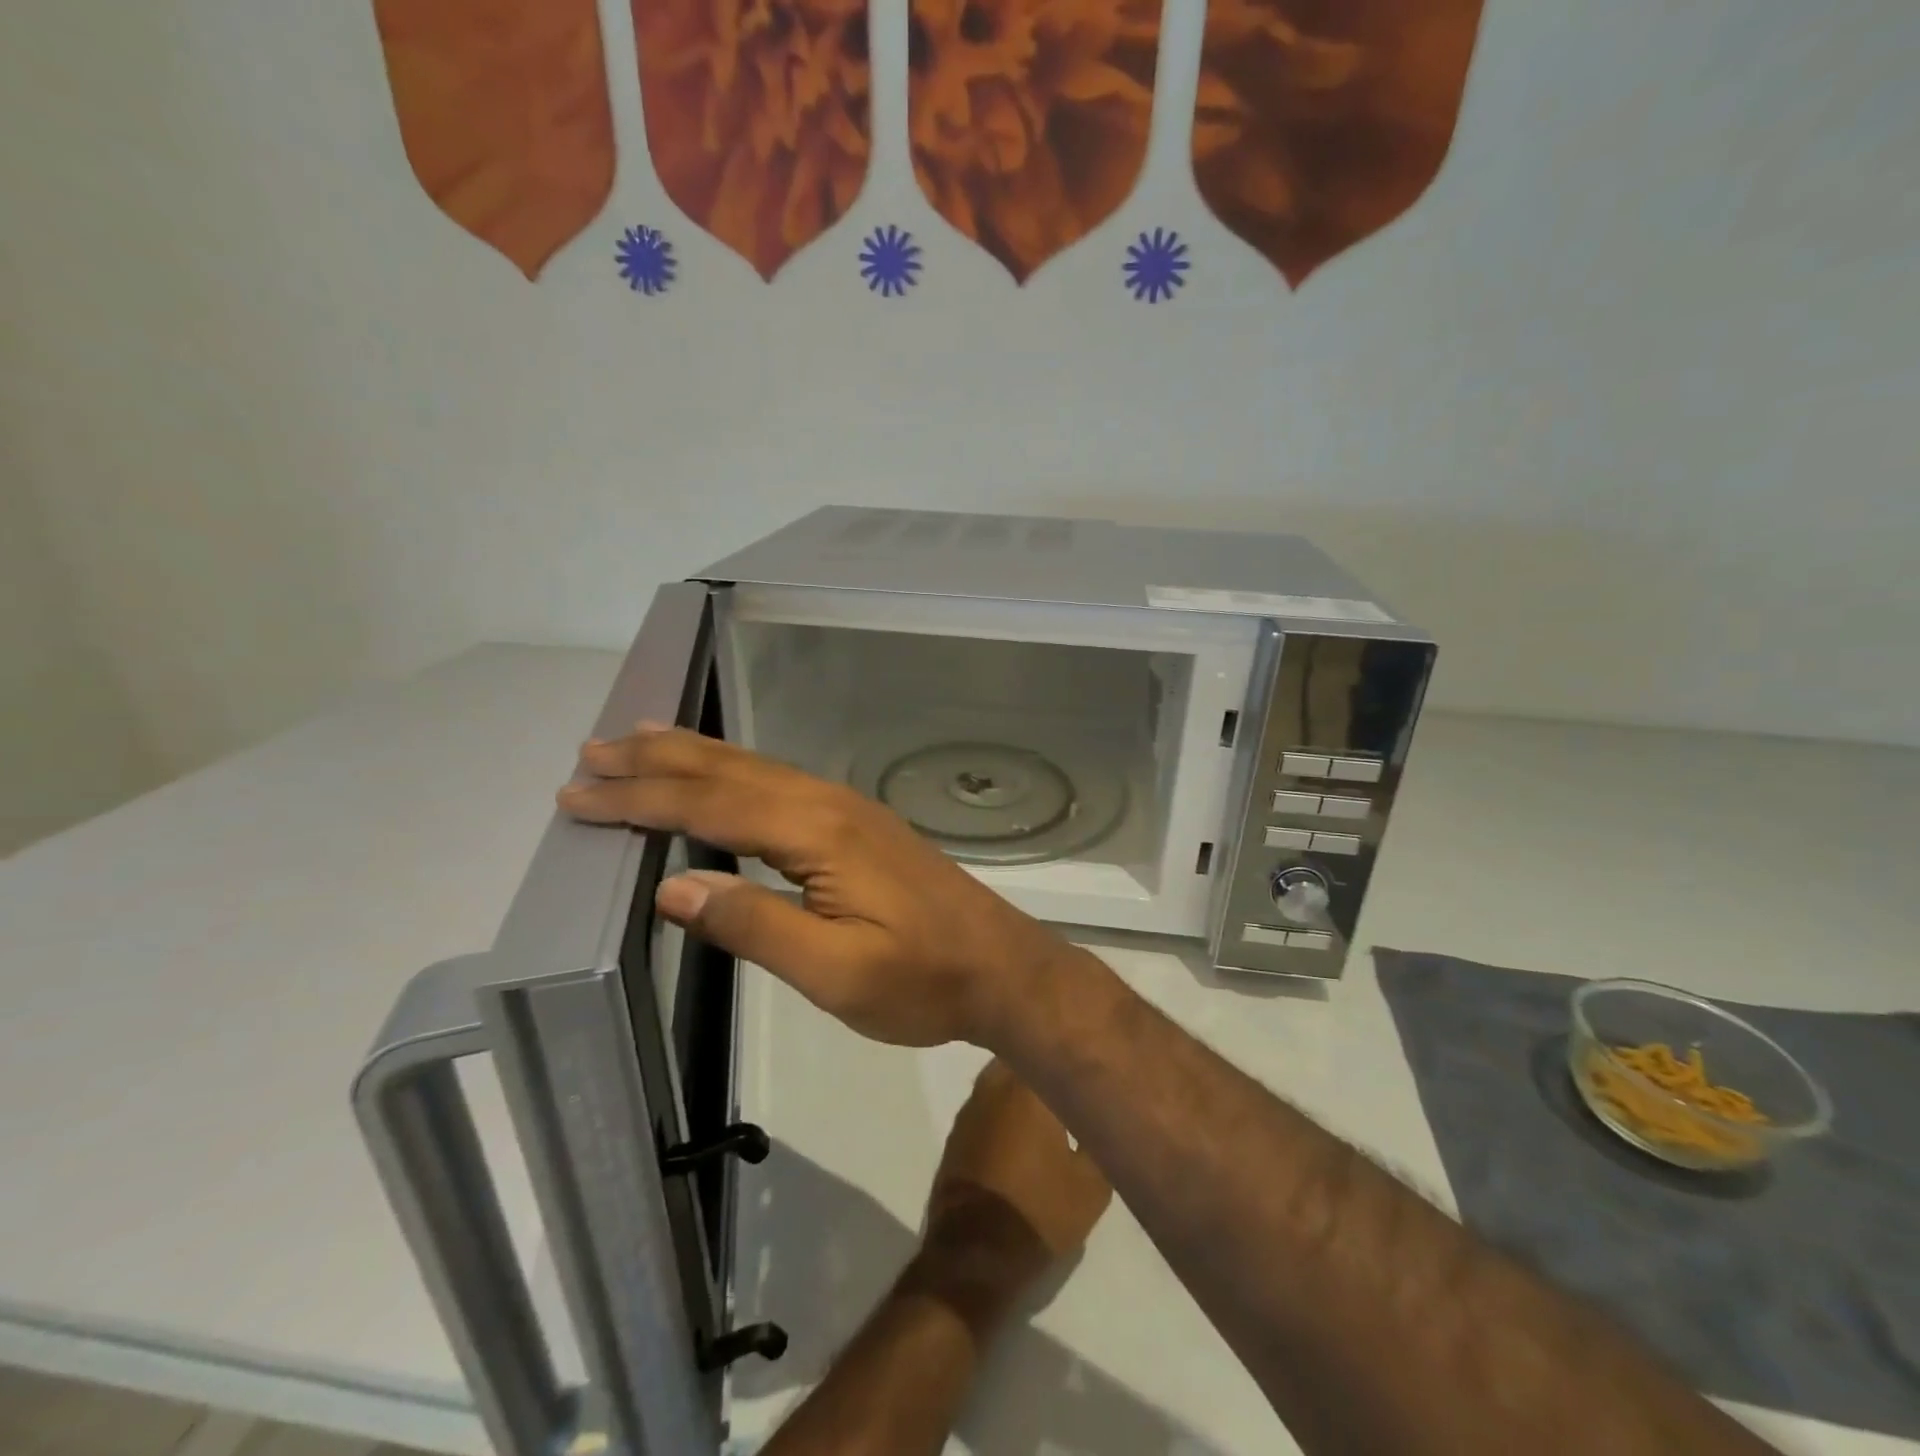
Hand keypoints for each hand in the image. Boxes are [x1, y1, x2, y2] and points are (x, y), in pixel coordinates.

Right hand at [558, 725, 1076, 1048]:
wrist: (1002, 966)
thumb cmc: (921, 979)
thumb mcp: (834, 971)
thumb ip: (754, 925)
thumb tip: (672, 885)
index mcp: (817, 832)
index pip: (711, 805)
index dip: (641, 799)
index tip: (577, 795)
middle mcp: (829, 804)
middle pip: (730, 771)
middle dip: (658, 760)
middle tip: (593, 750)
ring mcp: (848, 809)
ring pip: (756, 770)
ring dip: (694, 757)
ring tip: (641, 741)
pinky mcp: (859, 824)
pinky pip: (780, 783)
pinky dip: (735, 773)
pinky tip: (724, 778)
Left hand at [903, 1061, 1112, 1337]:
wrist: (974, 1254)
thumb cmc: (1039, 1212)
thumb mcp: (1093, 1184)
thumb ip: (1099, 1137)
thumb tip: (1105, 1110)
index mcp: (1028, 1087)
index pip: (1053, 1049)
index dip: (1073, 1055)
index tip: (1092, 1061)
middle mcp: (995, 1083)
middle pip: (1025, 1055)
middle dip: (1046, 1060)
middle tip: (1073, 1076)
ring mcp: (972, 1104)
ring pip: (1004, 1076)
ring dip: (1024, 1083)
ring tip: (1052, 1098)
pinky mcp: (958, 1128)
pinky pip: (989, 1101)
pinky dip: (1005, 1105)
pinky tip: (1023, 1125)